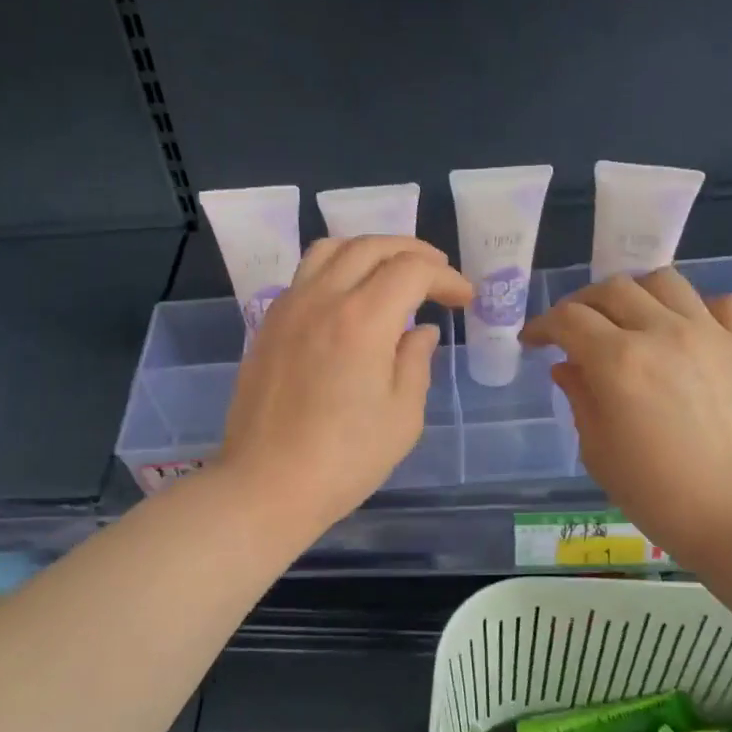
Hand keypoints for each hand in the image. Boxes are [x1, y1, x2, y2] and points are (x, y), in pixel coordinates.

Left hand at [220, 236, 473, 531]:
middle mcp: (322, 299)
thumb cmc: (345, 460)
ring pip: (330, 250)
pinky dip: (336, 271)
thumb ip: (416, 363)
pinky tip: (349, 300)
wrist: (268, 485)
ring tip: (391, 273)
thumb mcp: (402, 417)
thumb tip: (421, 331)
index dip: (445, 278)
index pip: (412, 270)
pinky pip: (305, 276)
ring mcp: (288, 309)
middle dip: (412, 252)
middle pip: (370, 246)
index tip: (463, 299)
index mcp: (362, 320)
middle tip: (436, 275)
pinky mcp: (268, 326)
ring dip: (369, 251)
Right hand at [520, 269, 731, 563]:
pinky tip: (688, 333)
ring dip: (635, 294)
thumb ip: (580, 400)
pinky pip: (721, 303)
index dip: (542, 325)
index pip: (568, 320)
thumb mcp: (599, 453)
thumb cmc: (659, 496)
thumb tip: (568, 366)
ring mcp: (711, 334)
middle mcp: (662, 333)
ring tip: (629, 320)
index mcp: (617, 362)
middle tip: (574, 330)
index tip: (533, 341)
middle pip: (612, 289)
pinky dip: (696, 308)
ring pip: (664, 281)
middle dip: (582, 304)